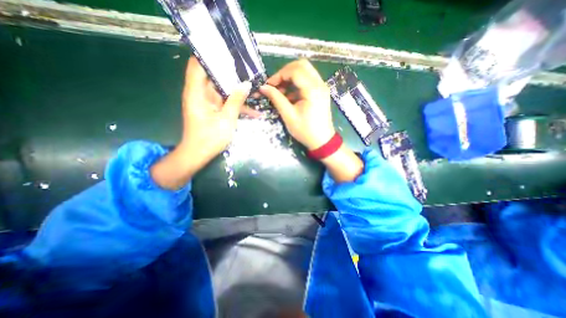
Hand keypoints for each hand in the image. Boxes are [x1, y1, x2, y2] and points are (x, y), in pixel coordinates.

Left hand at [153, 56, 254, 189]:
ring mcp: (207, 103)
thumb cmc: (210, 138)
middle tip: (248, 70)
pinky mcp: (213, 110)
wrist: (199, 155)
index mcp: (197, 92)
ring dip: (237, 91)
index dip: (211, 56)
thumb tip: (245, 84)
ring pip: (223, 91)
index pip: (198, 64)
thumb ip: (236, 100)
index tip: (228, 53)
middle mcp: (200, 94)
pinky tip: (253, 112)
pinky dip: (237, 105)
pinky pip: (226, 103)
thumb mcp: (226, 119)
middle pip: (214, 76)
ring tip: (254, 88)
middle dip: (230, 73)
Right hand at [259, 59, 361, 182]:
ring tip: (281, 91)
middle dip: (285, 72)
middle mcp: (320, 84)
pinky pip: (308, 80)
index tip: (269, 85)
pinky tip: (289, 96)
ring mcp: (322, 87)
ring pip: (305, 71)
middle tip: (275, 84)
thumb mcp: (288, 116)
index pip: (294, 71)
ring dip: (291, 77)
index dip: (279, 75)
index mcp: (313, 90)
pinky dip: (297, 84)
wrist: (322, 141)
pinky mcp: (321, 92)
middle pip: (301, 65)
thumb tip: (263, 87)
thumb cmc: (305, 131)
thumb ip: (276, 99)